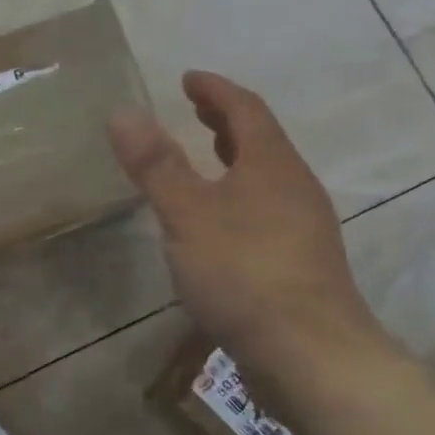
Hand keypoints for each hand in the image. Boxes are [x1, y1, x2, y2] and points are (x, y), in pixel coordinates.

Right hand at [108, 71, 393, 398]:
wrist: (311, 355)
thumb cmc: (244, 272)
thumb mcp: (187, 214)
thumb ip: (155, 165)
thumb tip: (124, 112)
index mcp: (271, 164)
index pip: (245, 109)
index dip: (215, 90)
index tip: (188, 78)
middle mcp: (294, 187)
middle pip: (260, 140)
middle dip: (225, 120)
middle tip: (194, 109)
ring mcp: (304, 226)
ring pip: (265, 176)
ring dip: (233, 158)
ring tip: (205, 158)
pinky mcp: (301, 262)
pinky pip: (266, 207)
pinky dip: (238, 193)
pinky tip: (219, 221)